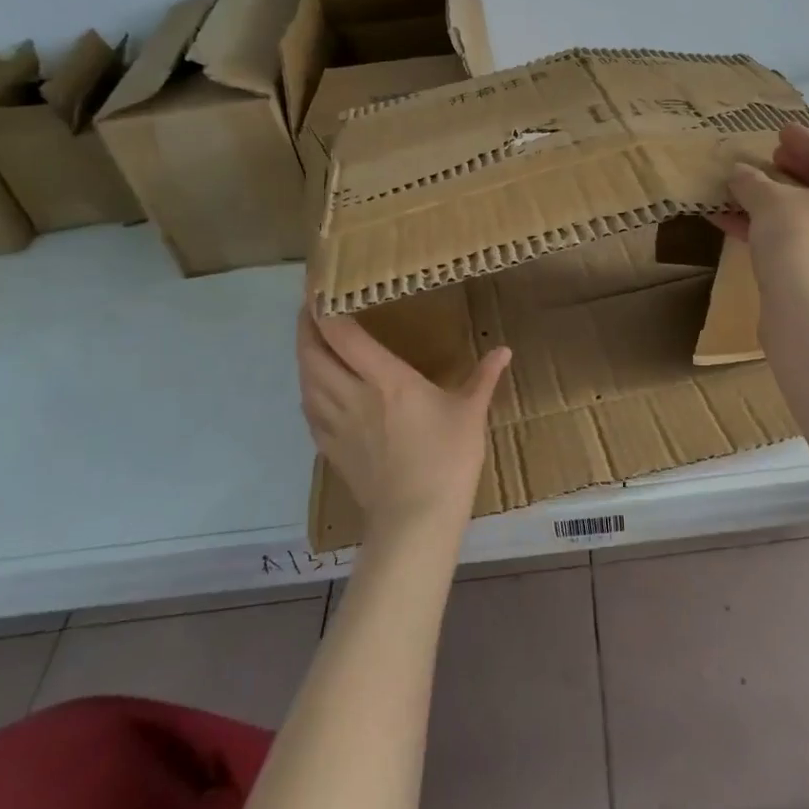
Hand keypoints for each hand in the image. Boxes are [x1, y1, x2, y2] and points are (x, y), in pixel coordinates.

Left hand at [296, 307, 511, 537]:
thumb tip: (504, 350)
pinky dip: (307, 388)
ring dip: (303, 354)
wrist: (415, 519)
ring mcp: (336, 424)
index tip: (322, 289)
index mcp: (386, 380)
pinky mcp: (330, 448)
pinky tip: (315, 386)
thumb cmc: (447, 460)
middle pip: (312, 353)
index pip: (342, 335)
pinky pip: (309, 408)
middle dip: (306, 326)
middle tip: (312, 308)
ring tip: (312, 340)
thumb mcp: (470, 413)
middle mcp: (352, 395)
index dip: (325, 309)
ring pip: (305, 380)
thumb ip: (483, 377)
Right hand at [712, 124, 808, 314]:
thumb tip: (739, 172)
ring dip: (771, 200)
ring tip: (740, 190)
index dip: (804, 139)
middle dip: (791, 169)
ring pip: (803, 214)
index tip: (779, 132)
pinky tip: (730, 224)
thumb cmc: (799, 242)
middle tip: (768, 159)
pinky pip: (792, 239)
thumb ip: (752, 182)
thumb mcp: (769, 202)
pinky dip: (765, 228)